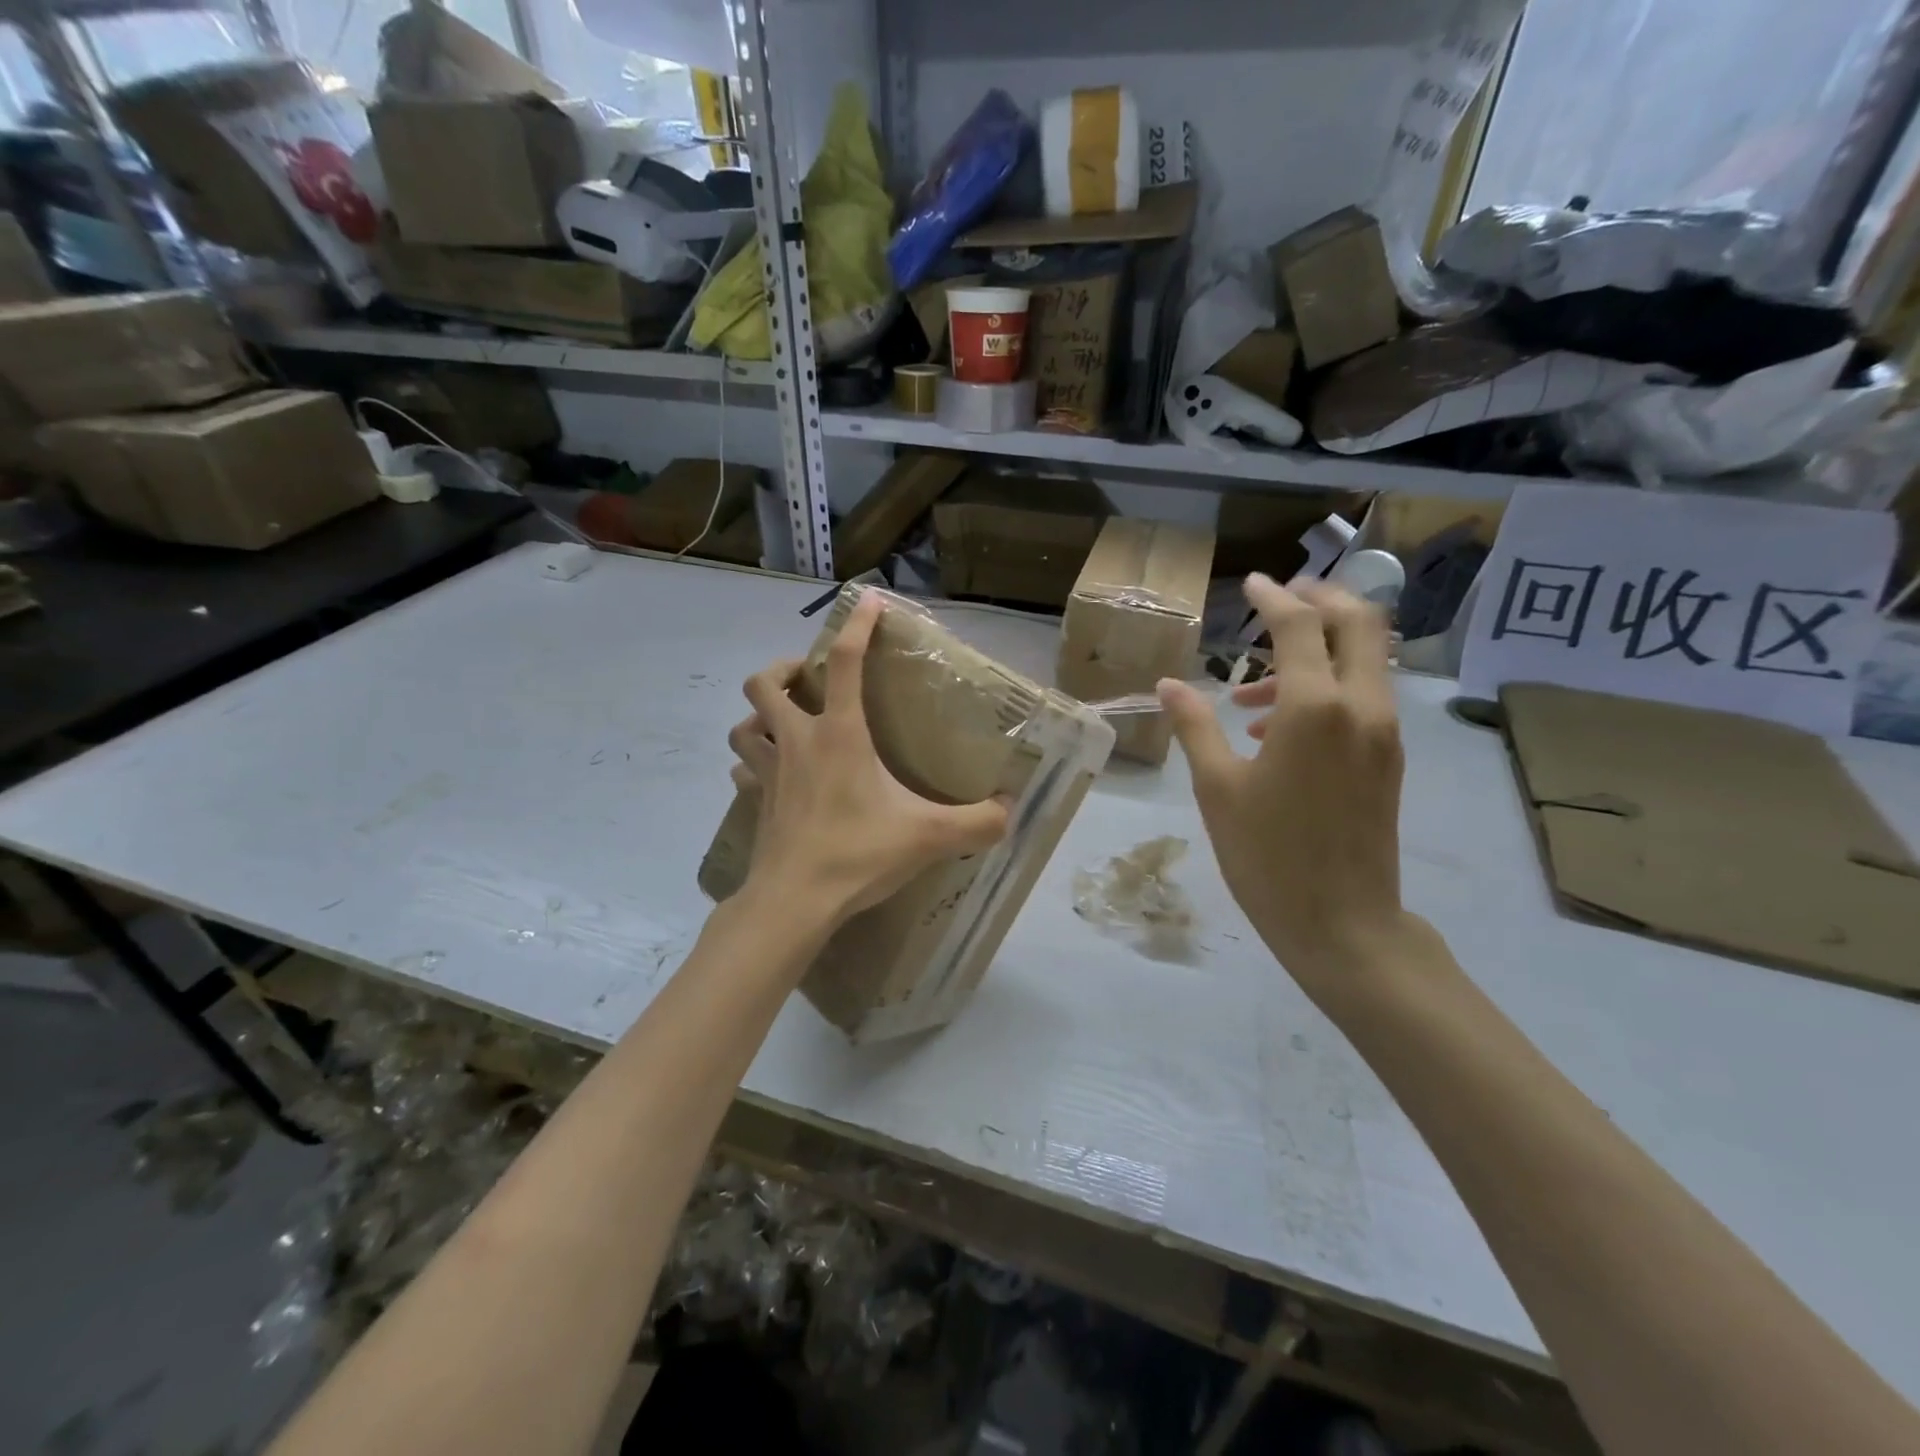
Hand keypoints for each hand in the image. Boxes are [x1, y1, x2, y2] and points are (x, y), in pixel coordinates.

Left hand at [727, 591, 1010, 923]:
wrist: (794, 901)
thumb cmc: (858, 854)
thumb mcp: (930, 837)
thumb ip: (978, 822)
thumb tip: (1011, 811)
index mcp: (839, 734)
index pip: (844, 662)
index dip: (857, 626)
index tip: (868, 601)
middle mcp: (797, 742)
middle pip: (765, 683)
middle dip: (783, 669)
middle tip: (806, 679)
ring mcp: (768, 772)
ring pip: (744, 724)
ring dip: (760, 716)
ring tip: (784, 723)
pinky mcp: (755, 803)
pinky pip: (744, 770)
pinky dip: (754, 763)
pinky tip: (772, 775)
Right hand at [1158, 574, 1410, 996]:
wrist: (1342, 924)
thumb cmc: (1267, 856)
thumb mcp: (1218, 788)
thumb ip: (1196, 726)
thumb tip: (1170, 684)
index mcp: (1314, 709)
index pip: (1300, 628)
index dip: (1274, 599)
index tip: (1252, 583)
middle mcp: (1361, 707)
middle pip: (1359, 624)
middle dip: (1322, 600)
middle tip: (1281, 599)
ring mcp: (1383, 733)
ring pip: (1366, 660)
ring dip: (1320, 649)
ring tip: (1254, 687)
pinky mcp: (1389, 758)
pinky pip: (1364, 697)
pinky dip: (1329, 685)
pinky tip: (1279, 726)